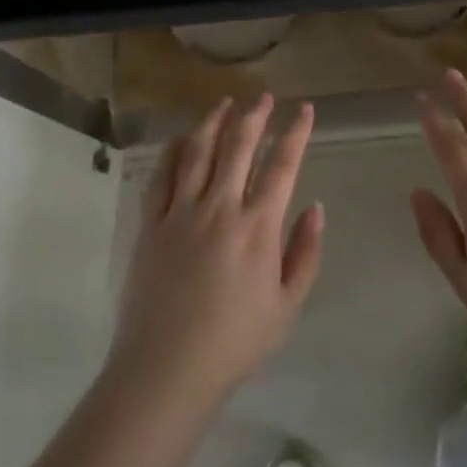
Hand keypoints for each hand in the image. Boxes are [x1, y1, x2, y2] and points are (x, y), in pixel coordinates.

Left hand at [107, 95, 323, 405]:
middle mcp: (220, 208)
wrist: (166, 369)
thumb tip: (315, 207)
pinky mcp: (151, 224)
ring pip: (199, 152)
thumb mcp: (288, 305)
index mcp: (258, 227)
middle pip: (239, 146)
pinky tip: (182, 137)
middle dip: (255, 116)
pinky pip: (162, 176)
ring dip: (214, 122)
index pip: (282, 165)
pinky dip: (174, 150)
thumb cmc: (235, 342)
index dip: (296, 132)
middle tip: (264, 97)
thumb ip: (306, 253)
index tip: (305, 109)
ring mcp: (181, 212)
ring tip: (225, 103)